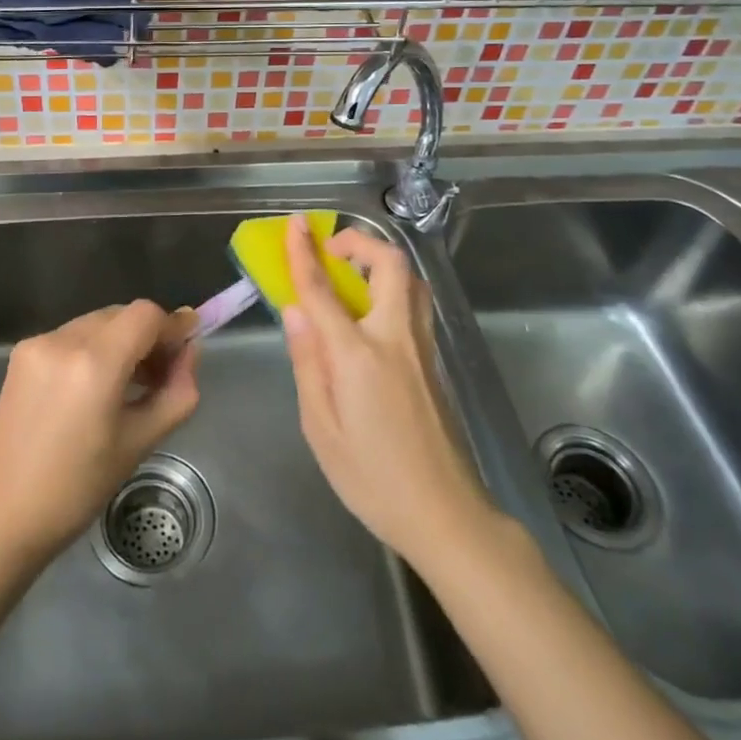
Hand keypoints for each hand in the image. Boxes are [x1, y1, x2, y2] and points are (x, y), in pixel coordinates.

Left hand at [0, 301, 198, 566]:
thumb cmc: (75, 490)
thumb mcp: (139, 444)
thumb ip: (175, 393)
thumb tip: (190, 353)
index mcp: (94, 363)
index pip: (146, 314)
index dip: (172, 326)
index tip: (189, 346)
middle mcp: (63, 340)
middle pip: (121, 314)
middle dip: (148, 335)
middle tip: (163, 374)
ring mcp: (37, 344)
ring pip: (96, 323)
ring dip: (121, 341)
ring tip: (131, 385)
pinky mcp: (20, 355)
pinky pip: (71, 337)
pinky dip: (93, 350)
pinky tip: (95, 389)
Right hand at [281, 213, 496, 568]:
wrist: (445, 515)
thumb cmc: (372, 478)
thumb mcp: (320, 427)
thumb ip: (307, 362)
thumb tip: (295, 311)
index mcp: (359, 355)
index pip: (324, 291)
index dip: (305, 253)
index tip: (295, 224)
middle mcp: (396, 339)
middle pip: (390, 265)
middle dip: (360, 242)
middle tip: (332, 251)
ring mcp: (423, 348)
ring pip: (411, 281)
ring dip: (381, 263)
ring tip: (352, 277)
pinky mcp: (436, 363)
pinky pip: (416, 305)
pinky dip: (393, 289)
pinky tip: (372, 315)